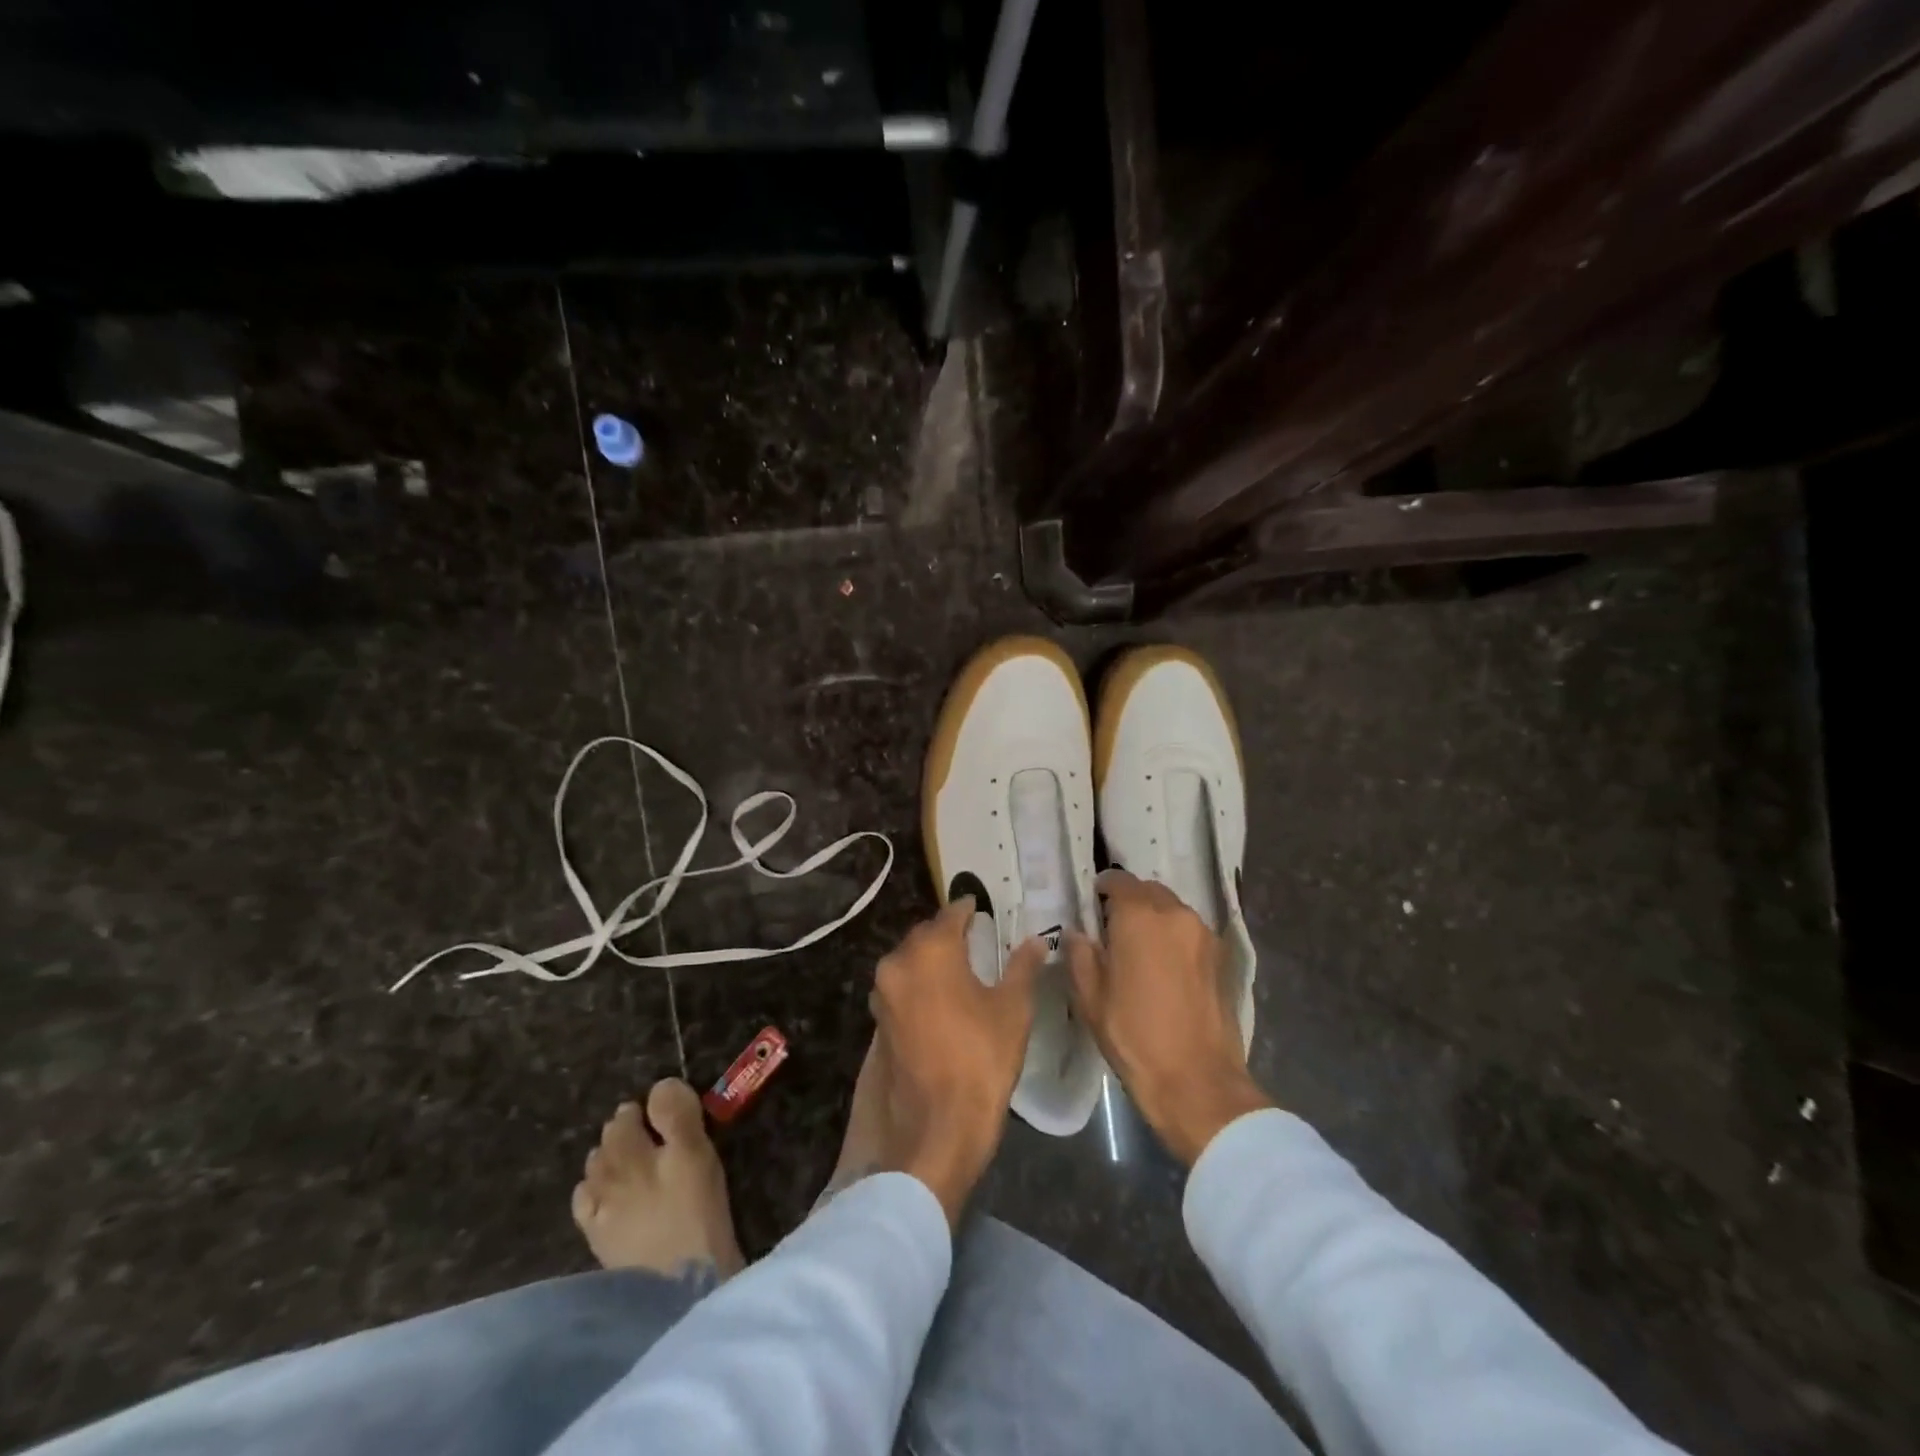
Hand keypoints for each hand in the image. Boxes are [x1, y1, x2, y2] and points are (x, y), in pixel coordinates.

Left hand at [868, 898, 1042, 1224]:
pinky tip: (941, 997)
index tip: (982, 908)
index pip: (951, 914)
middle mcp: (898, 963)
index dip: (969, 909)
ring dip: (931, 958)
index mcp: (931, 950)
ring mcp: (883, 993)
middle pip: (925, 935)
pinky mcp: (878, 1021)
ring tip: (960, 966)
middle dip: (948, 933)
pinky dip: (920, 984)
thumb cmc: (981, 1059)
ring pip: (909, 960)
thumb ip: (1022, 967)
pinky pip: (901, 987)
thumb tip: (1035, 940)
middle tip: (974, 937)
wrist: (936, 1126)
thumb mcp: (1013, 1010)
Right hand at [1067, 870, 1270, 1165]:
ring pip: (1173, 909)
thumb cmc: (1135, 1036)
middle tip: (1113, 927)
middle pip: (1149, 890)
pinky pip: (1191, 931)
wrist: (1197, 1081)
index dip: (1102, 889)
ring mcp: (1204, 934)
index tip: (1092, 905)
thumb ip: (1080, 956)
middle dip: (1130, 901)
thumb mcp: (1091, 998)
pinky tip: (1165, 965)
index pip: (1118, 881)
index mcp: (1140, 917)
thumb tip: (1077, 934)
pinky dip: (1175, 936)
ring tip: (1140, 948)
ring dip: (1155, 918)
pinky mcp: (1222, 957)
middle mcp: (1175, 914)